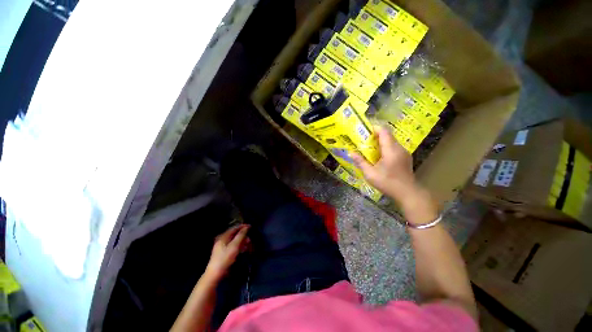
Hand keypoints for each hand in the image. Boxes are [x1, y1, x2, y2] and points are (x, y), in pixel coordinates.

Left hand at [205, 224, 249, 280]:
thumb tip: (246, 227)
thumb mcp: (234, 246)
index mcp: (223, 237)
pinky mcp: (224, 253)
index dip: (242, 227)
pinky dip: (239, 246)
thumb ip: (240, 235)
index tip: (250, 226)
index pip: (234, 228)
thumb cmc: (225, 258)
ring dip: (242, 241)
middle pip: (235, 234)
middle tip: (250, 239)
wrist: (215, 274)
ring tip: (249, 244)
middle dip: (243, 235)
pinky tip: (244, 249)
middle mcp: (223, 240)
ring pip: (235, 241)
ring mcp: (223, 247)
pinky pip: (233, 246)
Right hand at [351, 126, 417, 203]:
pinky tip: (379, 156)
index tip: (364, 131)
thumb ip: (360, 162)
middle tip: (364, 140)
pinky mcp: (405, 157)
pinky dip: (386, 147)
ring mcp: (404, 152)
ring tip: (370, 147)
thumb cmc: (387, 183)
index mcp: (391, 150)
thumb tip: (351, 153)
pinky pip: (394, 147)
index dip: (374, 129)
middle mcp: (399, 148)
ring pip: (392, 141)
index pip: (384, 132)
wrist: (407, 193)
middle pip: (388, 135)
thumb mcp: (370, 174)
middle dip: (376, 135)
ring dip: (381, 141)